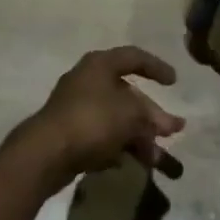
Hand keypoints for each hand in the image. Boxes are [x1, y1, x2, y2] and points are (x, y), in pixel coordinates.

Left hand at [19, 46, 184, 191]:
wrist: (45, 153)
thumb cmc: (92, 120)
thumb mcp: (130, 115)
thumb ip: (151, 118)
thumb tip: (167, 124)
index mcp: (101, 64)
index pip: (134, 57)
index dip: (156, 67)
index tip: (174, 82)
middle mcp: (89, 80)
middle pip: (128, 94)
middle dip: (152, 115)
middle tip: (173, 130)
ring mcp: (77, 107)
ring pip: (117, 118)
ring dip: (139, 136)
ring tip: (158, 159)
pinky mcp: (70, 134)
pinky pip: (103, 135)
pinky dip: (120, 146)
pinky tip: (134, 162)